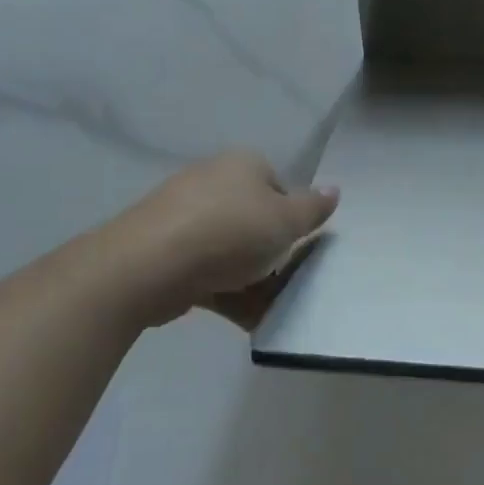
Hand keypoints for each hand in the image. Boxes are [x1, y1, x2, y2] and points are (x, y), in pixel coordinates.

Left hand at [123, 151, 337, 328]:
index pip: (280, 188)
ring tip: (268, 309)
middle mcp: (212, 181)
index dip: (293, 220)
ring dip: (251, 278)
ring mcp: (183, 215)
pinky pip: (206, 269)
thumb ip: (313, 209)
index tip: (298, 248)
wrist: (149, 264)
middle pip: (254, 220)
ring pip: (230, 249)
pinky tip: (244, 319)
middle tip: (286, 281)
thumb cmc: (230, 233)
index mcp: (243, 165)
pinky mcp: (164, 250)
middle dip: (271, 253)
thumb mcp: (285, 222)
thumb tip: (335, 190)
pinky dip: (225, 291)